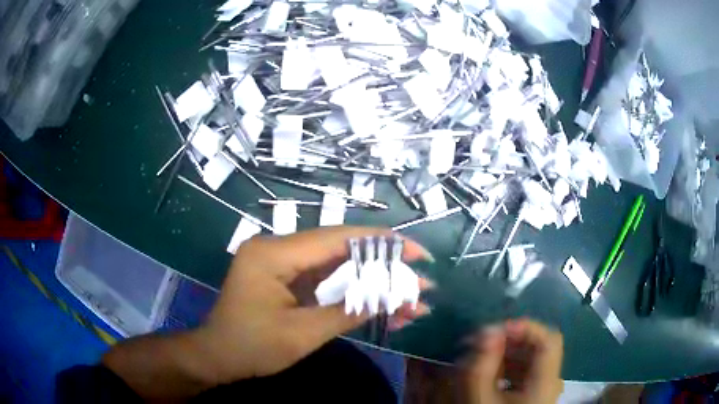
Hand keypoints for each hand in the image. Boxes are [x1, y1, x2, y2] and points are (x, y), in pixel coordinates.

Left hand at [195, 226, 433, 382]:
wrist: (218, 356)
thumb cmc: (251, 347)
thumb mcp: (301, 334)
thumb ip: (347, 311)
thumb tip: (393, 296)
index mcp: (274, 253)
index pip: (337, 239)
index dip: (382, 243)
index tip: (417, 252)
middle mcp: (278, 248)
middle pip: (341, 250)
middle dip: (384, 266)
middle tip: (420, 279)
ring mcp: (283, 263)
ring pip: (338, 267)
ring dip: (372, 283)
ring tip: (410, 300)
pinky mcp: (287, 279)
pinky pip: (326, 281)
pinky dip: (353, 294)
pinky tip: (382, 307)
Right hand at [467, 319, 563, 403]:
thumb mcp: (480, 398)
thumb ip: (482, 364)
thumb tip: (487, 329)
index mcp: (546, 381)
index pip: (549, 340)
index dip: (525, 327)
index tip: (495, 330)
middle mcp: (550, 381)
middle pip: (538, 347)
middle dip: (509, 341)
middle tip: (480, 343)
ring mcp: (543, 388)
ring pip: (530, 359)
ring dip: (506, 353)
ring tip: (480, 358)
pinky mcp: (533, 394)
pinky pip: (524, 372)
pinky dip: (507, 367)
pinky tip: (488, 373)